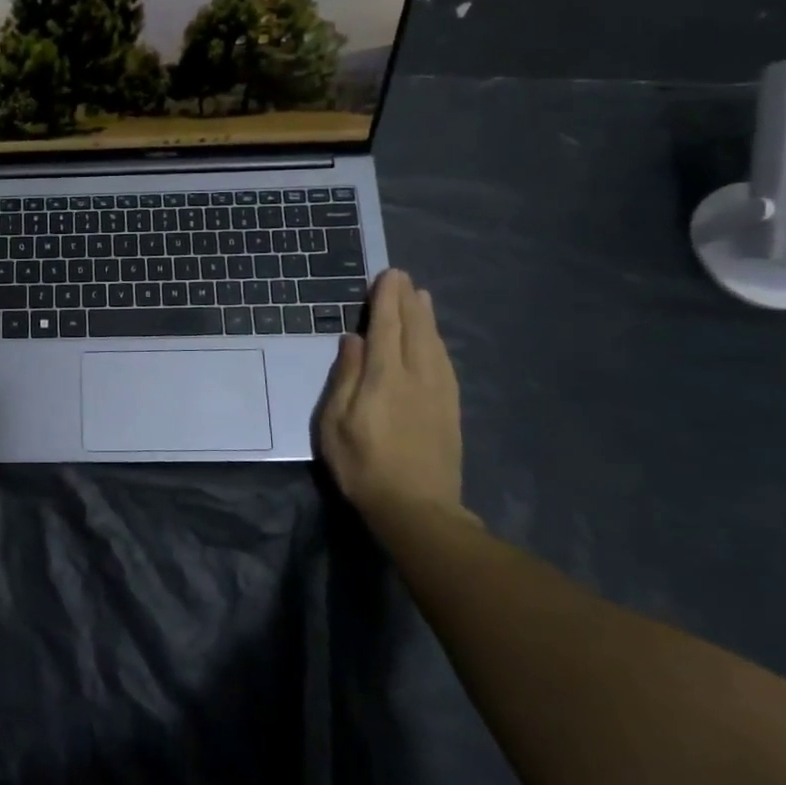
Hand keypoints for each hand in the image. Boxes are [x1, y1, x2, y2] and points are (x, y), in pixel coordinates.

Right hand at [317, 269, 469, 526]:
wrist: (417, 509)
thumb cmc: (363, 466)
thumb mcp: (334, 424)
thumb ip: (344, 378)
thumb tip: (352, 340)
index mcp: (384, 377)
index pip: (386, 327)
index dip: (386, 299)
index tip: (387, 275)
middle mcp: (416, 376)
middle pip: (414, 329)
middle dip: (407, 301)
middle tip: (402, 278)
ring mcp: (438, 392)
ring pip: (434, 343)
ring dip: (426, 317)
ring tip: (421, 297)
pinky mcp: (451, 408)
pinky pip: (445, 362)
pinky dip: (438, 342)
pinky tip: (435, 339)